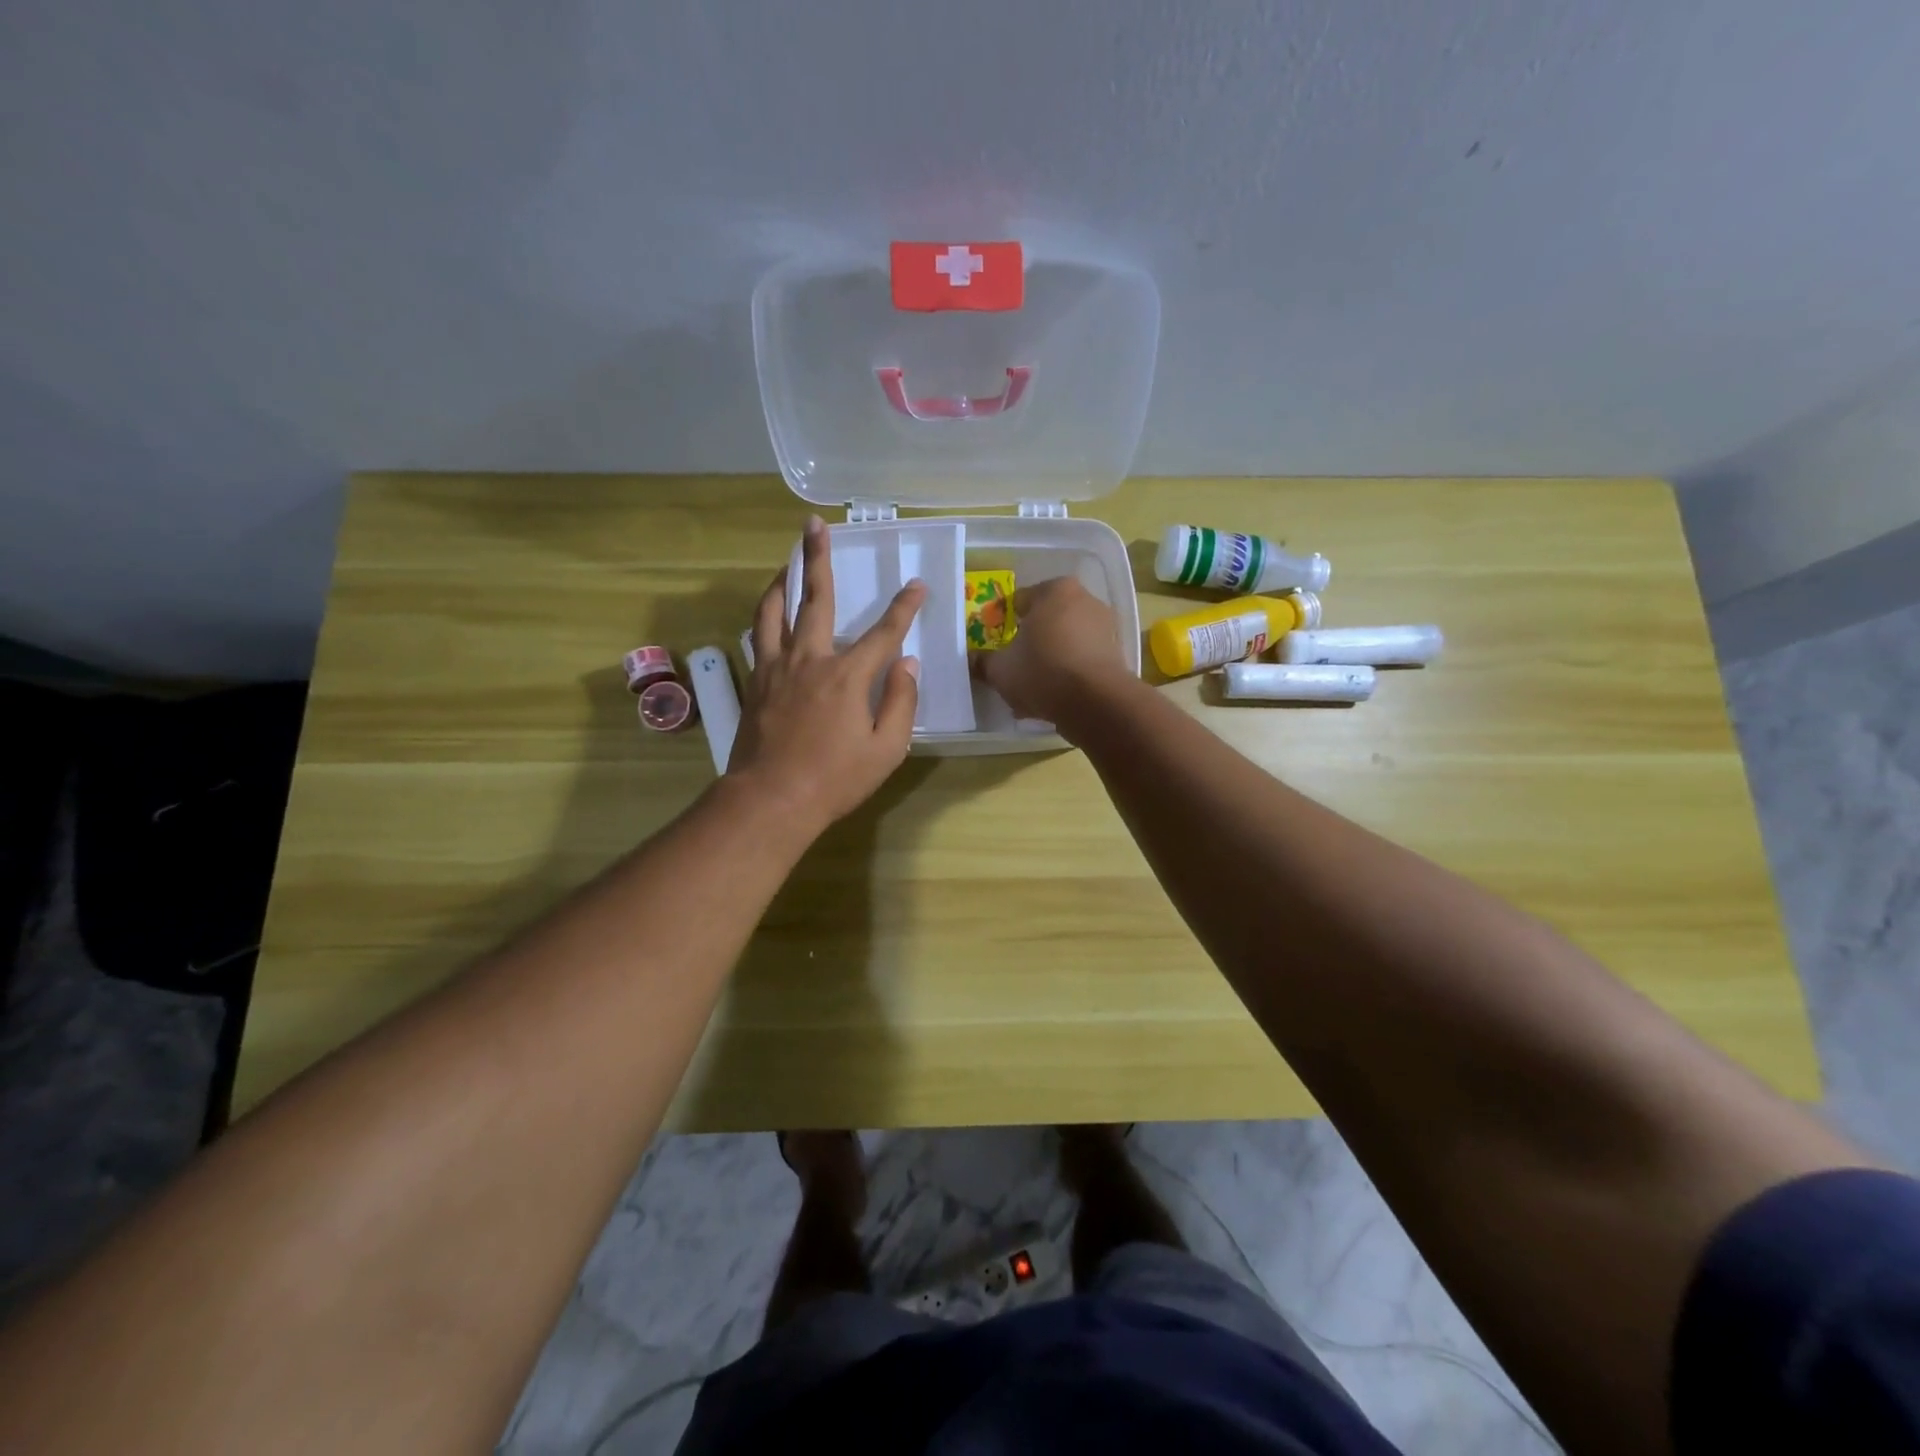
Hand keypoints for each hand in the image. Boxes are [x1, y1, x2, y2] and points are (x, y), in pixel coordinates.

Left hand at [727, 515, 924, 832]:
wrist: (770, 800)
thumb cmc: (834, 779)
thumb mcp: (886, 749)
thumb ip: (901, 702)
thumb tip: (906, 664)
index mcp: (847, 677)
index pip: (883, 632)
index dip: (904, 607)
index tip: (917, 585)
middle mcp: (809, 660)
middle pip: (815, 600)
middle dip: (818, 559)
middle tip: (814, 525)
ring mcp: (776, 668)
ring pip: (774, 610)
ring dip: (782, 580)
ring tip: (787, 560)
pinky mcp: (755, 682)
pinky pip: (759, 638)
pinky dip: (766, 617)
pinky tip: (770, 612)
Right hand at [973, 577, 1131, 730]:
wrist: (1095, 702)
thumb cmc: (1042, 671)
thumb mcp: (1000, 669)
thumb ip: (983, 662)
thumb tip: (971, 660)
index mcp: (1055, 590)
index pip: (1020, 601)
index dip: (1004, 623)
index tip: (996, 645)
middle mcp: (1085, 600)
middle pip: (1046, 620)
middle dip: (1030, 642)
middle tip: (1013, 666)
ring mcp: (1105, 628)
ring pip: (1065, 643)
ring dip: (1049, 661)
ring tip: (1031, 690)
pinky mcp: (1116, 655)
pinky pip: (1082, 661)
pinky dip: (1067, 675)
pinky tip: (1052, 699)